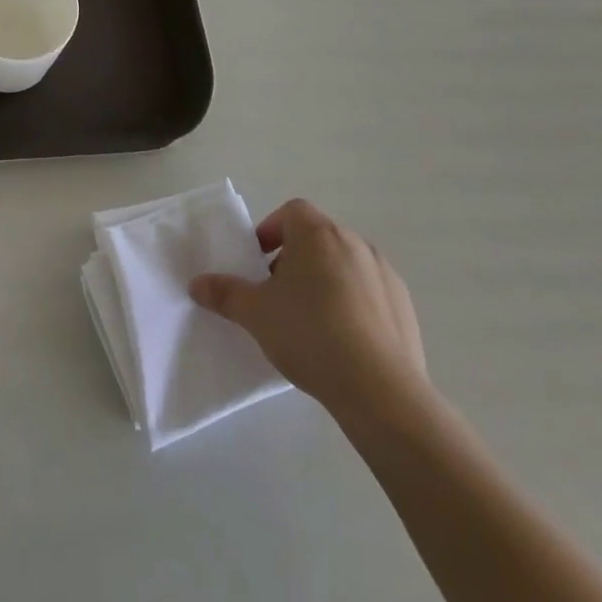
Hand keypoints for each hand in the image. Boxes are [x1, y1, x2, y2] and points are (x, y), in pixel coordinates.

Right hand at [190, 199, 430, 435]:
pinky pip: (370, 293)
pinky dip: (353, 305)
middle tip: (277, 295)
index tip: (259, 262)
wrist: (380, 389)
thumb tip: (197, 283)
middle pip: (317, 238)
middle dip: (294, 259)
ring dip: (324, 281)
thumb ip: (225, 293)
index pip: (291, 212)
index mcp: (318, 233)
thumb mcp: (255, 314)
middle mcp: (354, 242)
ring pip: (344, 265)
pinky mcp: (405, 306)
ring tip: (310, 322)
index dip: (271, 231)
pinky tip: (343, 341)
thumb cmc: (310, 334)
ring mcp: (384, 273)